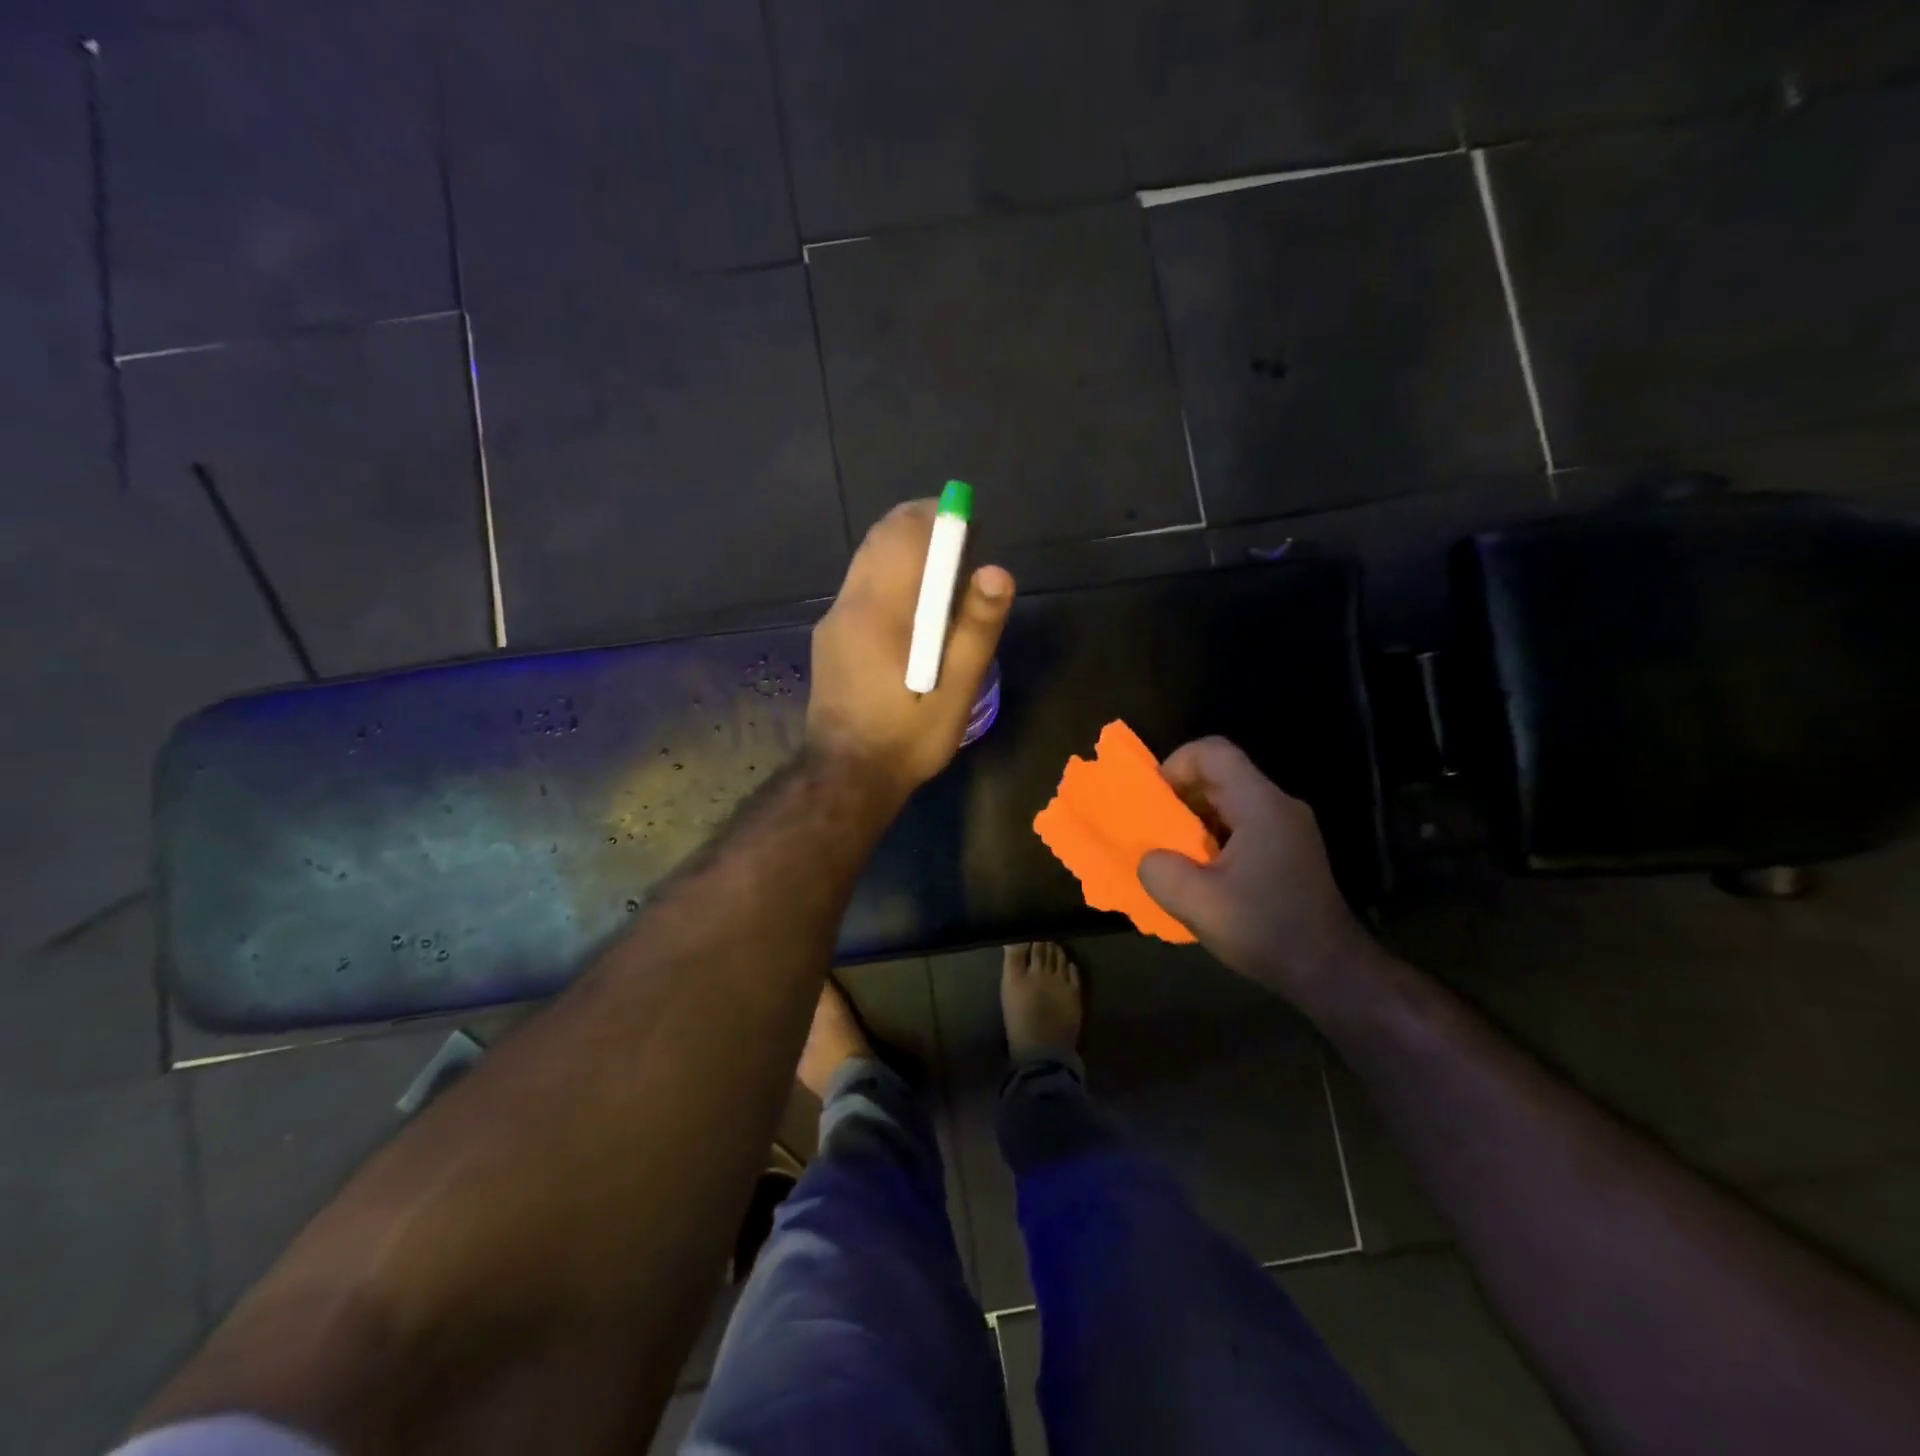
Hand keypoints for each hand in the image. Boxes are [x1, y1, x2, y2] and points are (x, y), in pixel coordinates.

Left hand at [807, 500, 1014, 800]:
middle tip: (963, 545)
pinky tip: (914, 607)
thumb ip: (975, 631)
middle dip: (924, 526)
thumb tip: (996, 571)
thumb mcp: (954, 694)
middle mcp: (850, 603)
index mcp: (881, 611)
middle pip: (883, 537)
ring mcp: (834, 619)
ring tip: (945, 573)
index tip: (972, 526)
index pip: (906, 534)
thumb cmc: (906, 739)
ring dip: (906, 549)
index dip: (941, 517)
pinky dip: (890, 573)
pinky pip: (861, 583)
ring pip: (869, 558)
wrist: (845, 777)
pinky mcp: (830, 636)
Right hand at [1138, 737, 1376, 1005]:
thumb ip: (1161, 872)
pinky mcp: (1289, 850)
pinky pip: (1242, 824)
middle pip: (1220, 774)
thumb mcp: (1199, 905)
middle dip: (1180, 796)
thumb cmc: (1267, 931)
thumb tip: (1151, 858)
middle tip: (1156, 831)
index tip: (1155, 802)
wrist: (1332, 972)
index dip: (1175, 765)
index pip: (1213, 752)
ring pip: (1230, 800)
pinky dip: (1213, 836)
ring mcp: (1288, 828)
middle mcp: (1278, 806)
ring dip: (1195, 820)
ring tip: (1174, 855)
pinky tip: (1203, 873)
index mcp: (1260, 805)